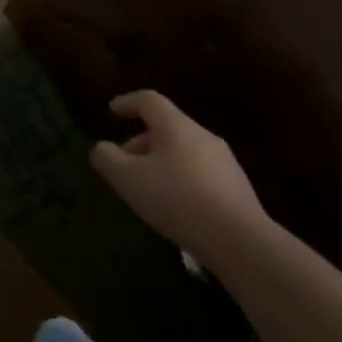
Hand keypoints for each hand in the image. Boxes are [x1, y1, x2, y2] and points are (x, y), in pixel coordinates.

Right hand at [91, 91, 268, 269]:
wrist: (240, 240)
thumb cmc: (177, 199)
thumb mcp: (128, 179)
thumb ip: (107, 159)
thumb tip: (101, 148)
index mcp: (176, 126)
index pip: (149, 100)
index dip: (127, 102)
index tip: (112, 111)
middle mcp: (203, 136)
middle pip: (166, 128)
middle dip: (140, 142)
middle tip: (123, 163)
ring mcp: (224, 162)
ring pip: (183, 151)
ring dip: (160, 162)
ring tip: (147, 188)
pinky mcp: (237, 188)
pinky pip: (200, 173)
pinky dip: (180, 180)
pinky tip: (175, 206)